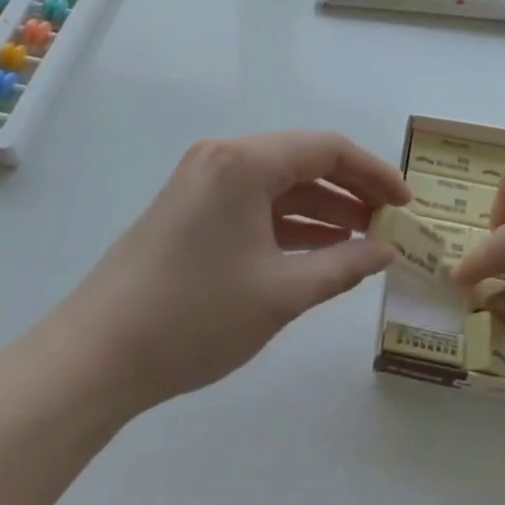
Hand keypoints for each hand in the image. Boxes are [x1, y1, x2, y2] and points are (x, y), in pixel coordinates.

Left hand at [67, 132, 406, 410]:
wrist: (97, 355)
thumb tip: (386, 252)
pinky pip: (254, 203)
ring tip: (365, 239)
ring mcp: (202, 182)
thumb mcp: (281, 294)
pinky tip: (319, 249)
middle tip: (390, 224)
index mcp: (244, 162)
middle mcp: (223, 158)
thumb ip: (342, 266)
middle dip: (351, 191)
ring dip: (322, 208)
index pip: (327, 149)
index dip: (374, 173)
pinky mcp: (191, 208)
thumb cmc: (195, 317)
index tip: (407, 203)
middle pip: (303, 161)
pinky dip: (289, 222)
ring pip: (278, 184)